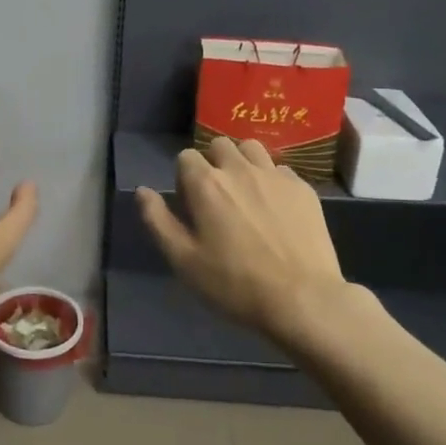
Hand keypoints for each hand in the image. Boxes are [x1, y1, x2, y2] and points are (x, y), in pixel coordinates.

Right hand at [136, 137, 356, 352]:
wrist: (302, 299)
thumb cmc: (234, 284)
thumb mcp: (183, 260)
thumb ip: (158, 220)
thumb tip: (142, 191)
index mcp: (206, 183)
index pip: (185, 157)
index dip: (183, 179)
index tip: (190, 207)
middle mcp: (239, 169)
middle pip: (219, 145)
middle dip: (213, 163)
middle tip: (217, 198)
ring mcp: (275, 176)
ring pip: (252, 148)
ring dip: (242, 162)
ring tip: (246, 193)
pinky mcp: (303, 188)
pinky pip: (281, 169)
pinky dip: (272, 179)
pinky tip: (276, 208)